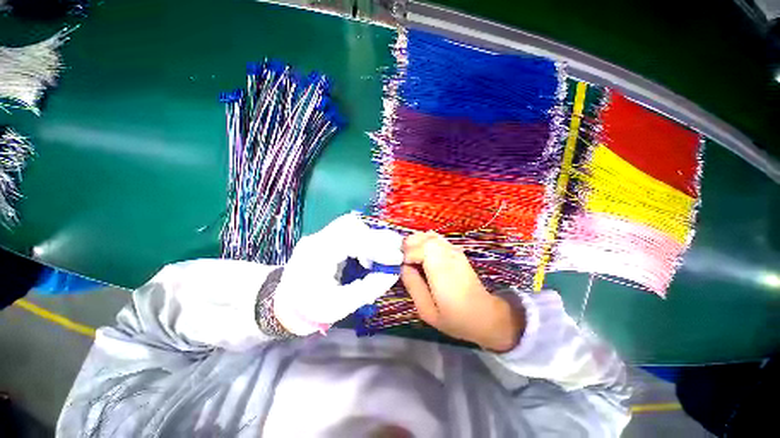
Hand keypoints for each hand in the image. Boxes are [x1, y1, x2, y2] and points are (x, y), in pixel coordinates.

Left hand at [274, 213, 402, 335]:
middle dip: (376, 237)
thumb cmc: (309, 309)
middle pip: (352, 224)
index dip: (377, 246)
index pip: (351, 239)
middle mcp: (318, 238)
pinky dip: (364, 239)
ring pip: (351, 224)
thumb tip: (392, 272)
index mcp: (317, 254)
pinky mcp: (325, 237)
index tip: (395, 259)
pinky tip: (368, 254)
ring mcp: (321, 235)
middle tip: (393, 253)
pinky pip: (349, 231)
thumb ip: (368, 288)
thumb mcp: (340, 306)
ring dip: (370, 237)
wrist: (284, 304)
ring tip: (380, 255)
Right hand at [401, 231, 524, 351]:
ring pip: (431, 235)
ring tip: (410, 255)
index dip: (407, 254)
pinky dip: (425, 241)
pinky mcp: (457, 251)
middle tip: (403, 259)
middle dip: (409, 244)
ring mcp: (455, 251)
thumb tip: (403, 267)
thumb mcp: (427, 311)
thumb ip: (413, 286)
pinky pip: (437, 239)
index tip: (402, 266)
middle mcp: (449, 256)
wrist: (485, 315)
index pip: (421, 248)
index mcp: (441, 270)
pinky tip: (422, 253)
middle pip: (425, 238)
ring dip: (417, 241)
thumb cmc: (454, 318)